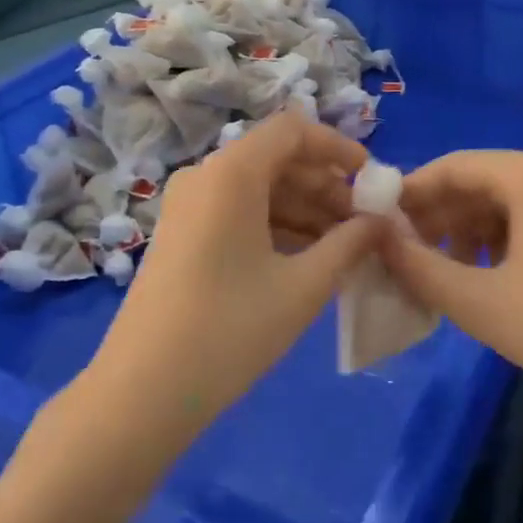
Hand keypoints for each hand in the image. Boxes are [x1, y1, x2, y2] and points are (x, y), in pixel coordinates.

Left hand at [84, 110, 385, 438]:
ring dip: (305, 209)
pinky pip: (239, 211)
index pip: (293, 130)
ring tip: (345, 246)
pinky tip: (308, 258)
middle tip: (365, 223)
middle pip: (277, 158)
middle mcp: (206, 175)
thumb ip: (349, 244)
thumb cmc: (230, 331)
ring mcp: (188, 205)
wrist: (142, 393)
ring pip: (259, 188)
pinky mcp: (182, 234)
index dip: (338, 147)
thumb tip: (380, 222)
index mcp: (232, 172)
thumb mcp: (303, 287)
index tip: (372, 180)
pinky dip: (276, 225)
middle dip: (326, 185)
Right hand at [379, 151, 522, 410]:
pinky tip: (484, 273)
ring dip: (467, 228)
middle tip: (406, 250)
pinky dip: (500, 237)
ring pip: (505, 200)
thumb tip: (378, 238)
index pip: (454, 166)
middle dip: (439, 214)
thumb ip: (419, 266)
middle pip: (480, 180)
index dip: (412, 192)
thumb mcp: (478, 301)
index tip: (380, 221)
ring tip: (442, 269)